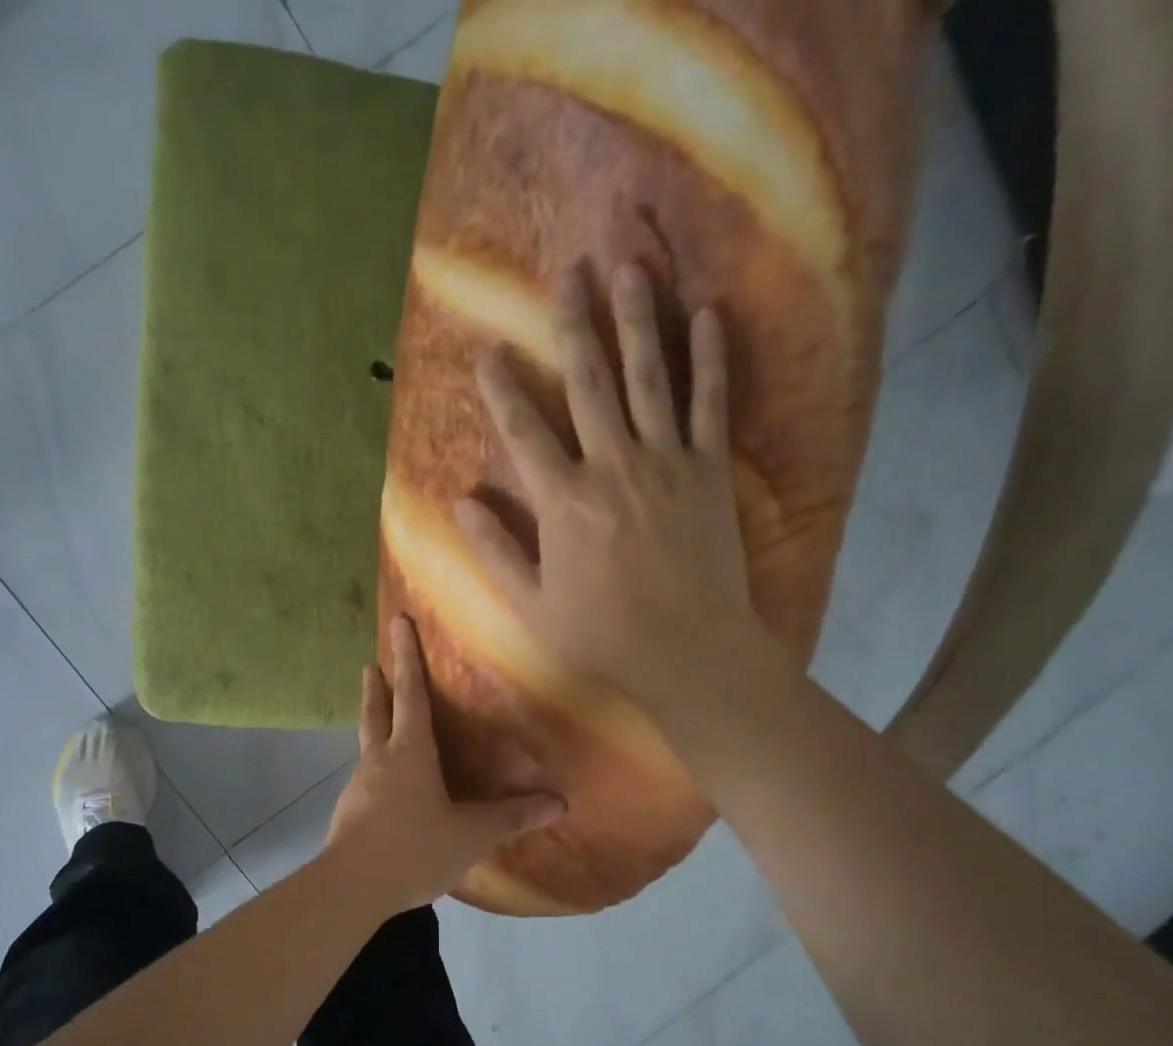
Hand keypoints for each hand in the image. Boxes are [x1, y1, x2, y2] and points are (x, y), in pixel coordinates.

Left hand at [325, 615, 564, 913]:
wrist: (351, 888)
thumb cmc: (414, 849)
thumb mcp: (471, 835)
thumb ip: (512, 818)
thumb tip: (559, 804)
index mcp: (409, 753)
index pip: (410, 694)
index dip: (407, 657)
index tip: (397, 622)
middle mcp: (379, 760)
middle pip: (376, 713)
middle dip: (377, 686)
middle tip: (371, 665)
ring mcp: (359, 786)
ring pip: (366, 745)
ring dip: (372, 726)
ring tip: (380, 723)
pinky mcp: (348, 812)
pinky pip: (366, 779)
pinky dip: (374, 768)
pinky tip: (383, 787)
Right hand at [458, 262, 761, 739]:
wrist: (686, 649)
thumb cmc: (602, 634)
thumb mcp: (532, 604)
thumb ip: (497, 551)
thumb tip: (461, 503)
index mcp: (564, 501)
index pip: (524, 431)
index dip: (503, 388)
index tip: (489, 350)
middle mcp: (612, 466)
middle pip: (589, 383)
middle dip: (574, 326)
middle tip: (570, 273)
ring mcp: (666, 463)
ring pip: (648, 378)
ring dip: (637, 320)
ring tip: (630, 268)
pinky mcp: (710, 471)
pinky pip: (710, 404)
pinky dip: (710, 359)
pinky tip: (708, 314)